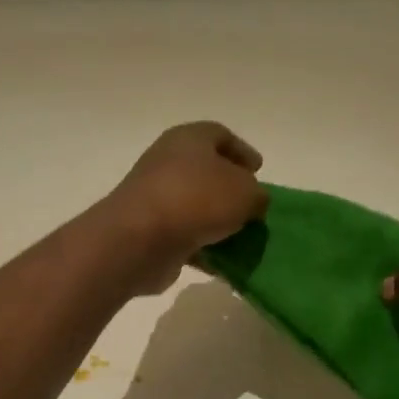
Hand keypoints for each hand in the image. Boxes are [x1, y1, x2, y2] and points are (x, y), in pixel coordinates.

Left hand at [104, 122, 268, 291]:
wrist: (139, 239)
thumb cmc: (197, 200)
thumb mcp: (246, 192)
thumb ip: (257, 195)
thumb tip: (252, 203)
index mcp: (189, 139)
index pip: (219, 135)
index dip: (242, 150)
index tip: (258, 170)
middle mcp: (168, 162)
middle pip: (206, 172)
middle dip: (231, 190)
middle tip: (252, 207)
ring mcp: (155, 198)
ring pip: (195, 207)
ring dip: (218, 222)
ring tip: (243, 238)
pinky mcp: (150, 231)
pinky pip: (184, 236)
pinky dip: (203, 247)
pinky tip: (223, 263)